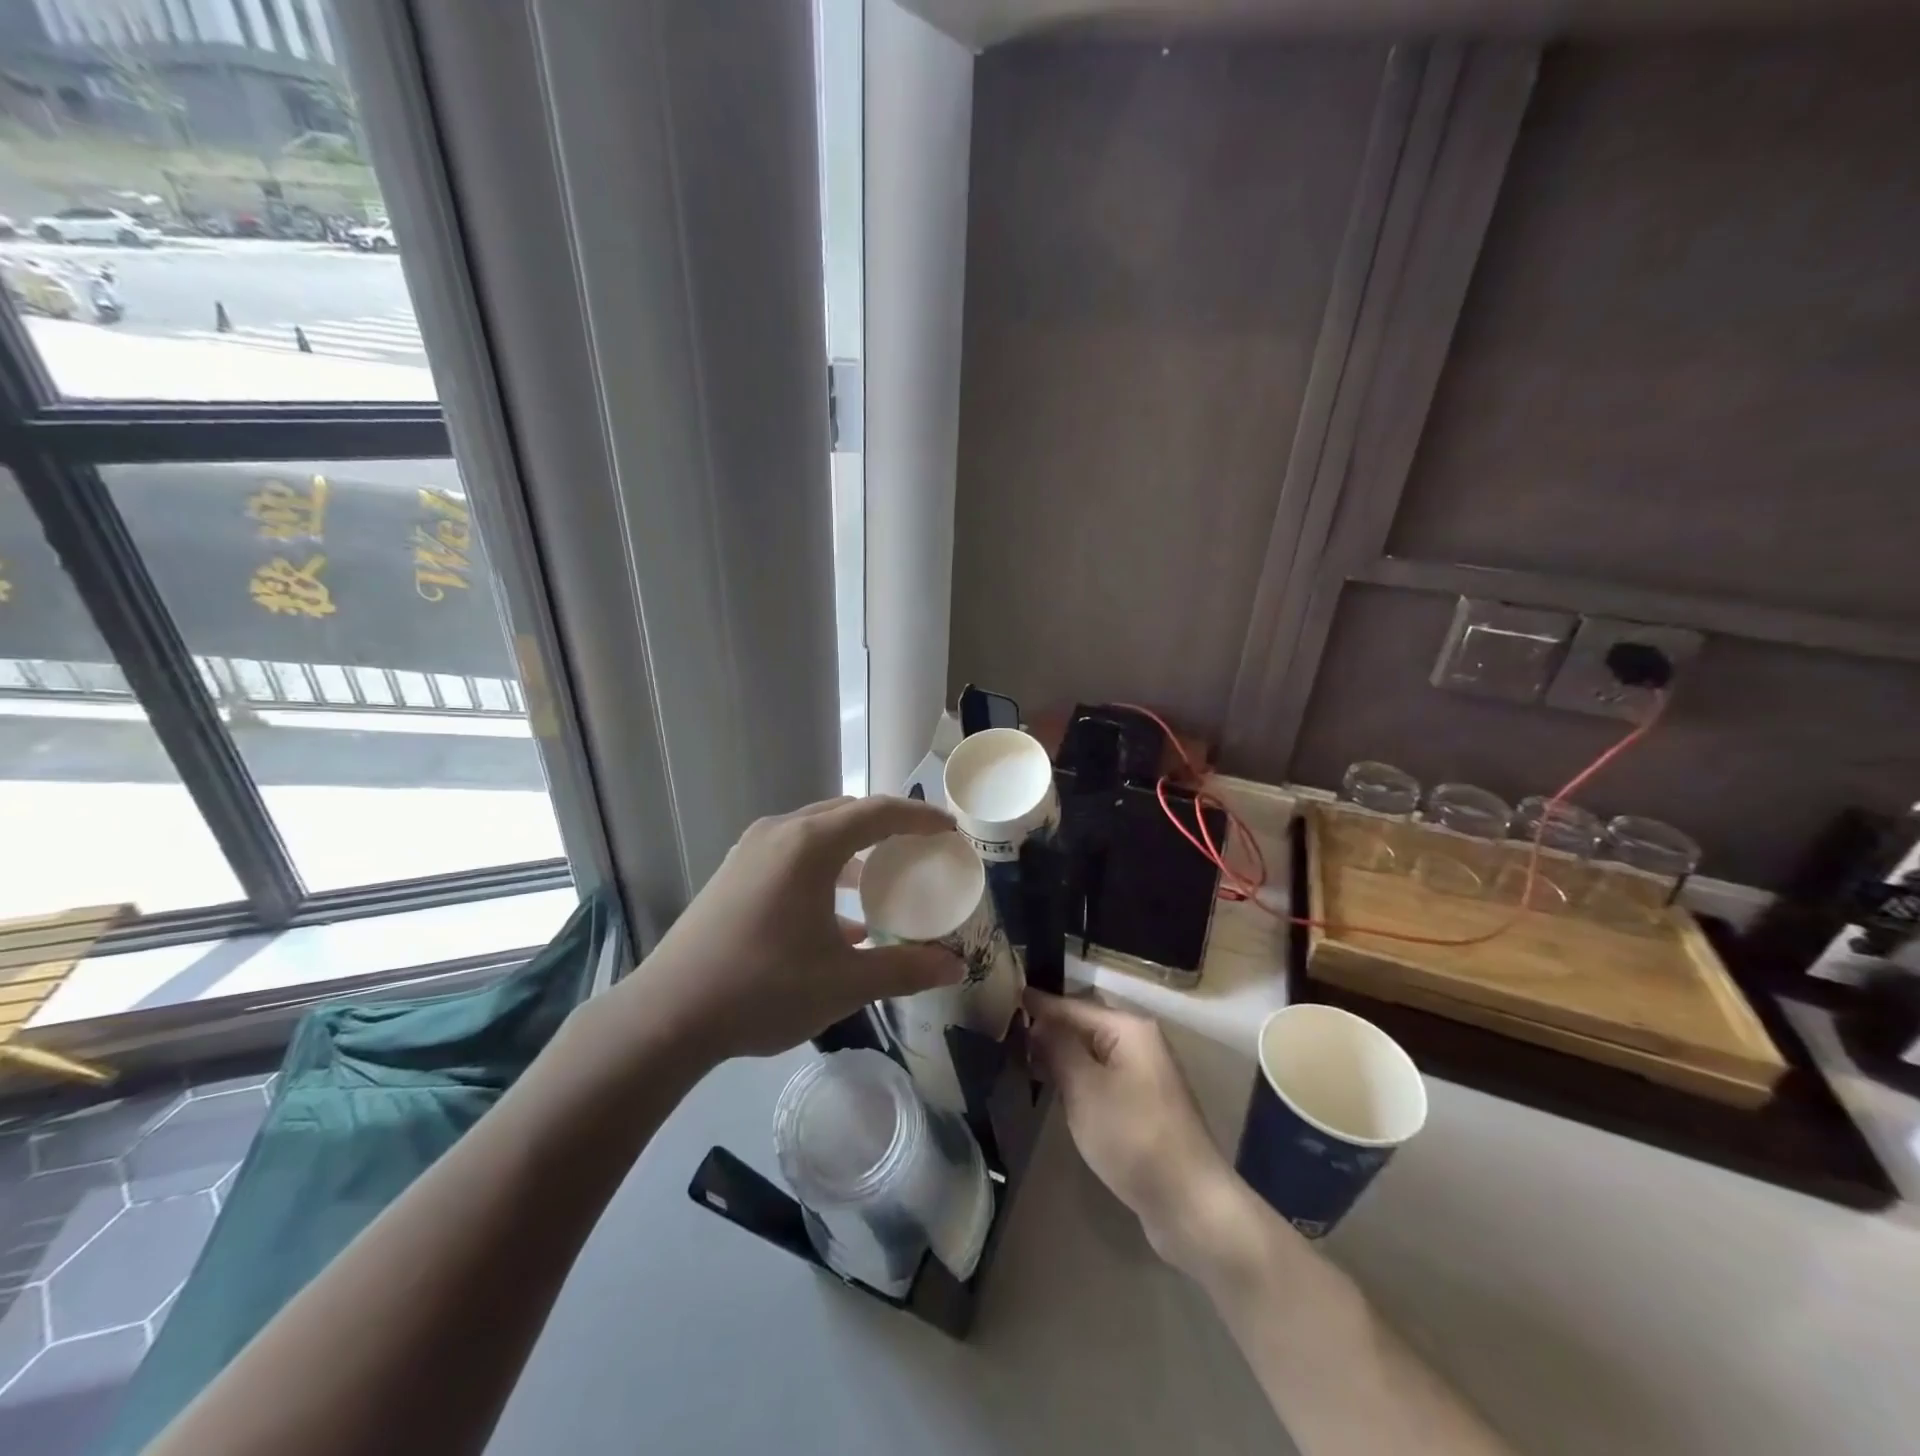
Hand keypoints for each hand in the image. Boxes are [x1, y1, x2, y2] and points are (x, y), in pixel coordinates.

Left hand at [614, 796, 963, 1063]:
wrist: (668, 1015)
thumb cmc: (764, 988)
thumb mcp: (845, 982)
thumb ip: (905, 969)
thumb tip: (955, 966)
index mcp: (810, 845)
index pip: (879, 812)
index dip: (920, 817)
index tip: (950, 829)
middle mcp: (780, 833)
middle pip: (846, 813)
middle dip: (888, 826)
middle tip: (920, 848)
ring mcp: (750, 850)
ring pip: (816, 831)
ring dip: (853, 847)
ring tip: (880, 878)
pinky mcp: (733, 872)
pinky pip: (791, 852)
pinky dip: (823, 867)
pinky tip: (836, 916)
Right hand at [1026, 989, 1270, 1278]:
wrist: (1188, 1203)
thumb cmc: (1133, 1136)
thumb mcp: (1085, 1088)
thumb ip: (1057, 1047)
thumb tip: (1037, 1020)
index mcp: (1128, 1028)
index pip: (1072, 1005)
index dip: (1037, 1005)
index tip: (1001, 999)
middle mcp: (1139, 1042)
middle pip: (1083, 1025)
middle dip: (1047, 1030)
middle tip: (1005, 1035)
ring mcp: (1144, 1074)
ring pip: (1091, 1052)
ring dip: (1060, 1056)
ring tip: (1020, 1060)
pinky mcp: (1143, 1104)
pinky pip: (1101, 1077)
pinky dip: (1076, 1078)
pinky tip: (1054, 1090)